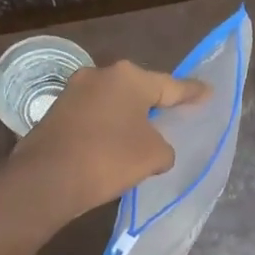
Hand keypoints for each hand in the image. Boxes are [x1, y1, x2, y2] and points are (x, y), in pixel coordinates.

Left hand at [11, 61, 209, 223]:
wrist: (46, 179)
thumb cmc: (109, 159)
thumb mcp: (153, 156)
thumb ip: (163, 147)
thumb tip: (152, 146)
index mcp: (129, 77)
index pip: (171, 85)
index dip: (192, 93)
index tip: (208, 92)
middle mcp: (100, 75)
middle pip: (138, 89)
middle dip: (155, 102)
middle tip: (174, 114)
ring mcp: (73, 91)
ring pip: (113, 102)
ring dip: (128, 117)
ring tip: (143, 134)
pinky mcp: (56, 112)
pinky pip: (93, 116)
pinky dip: (107, 128)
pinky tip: (113, 145)